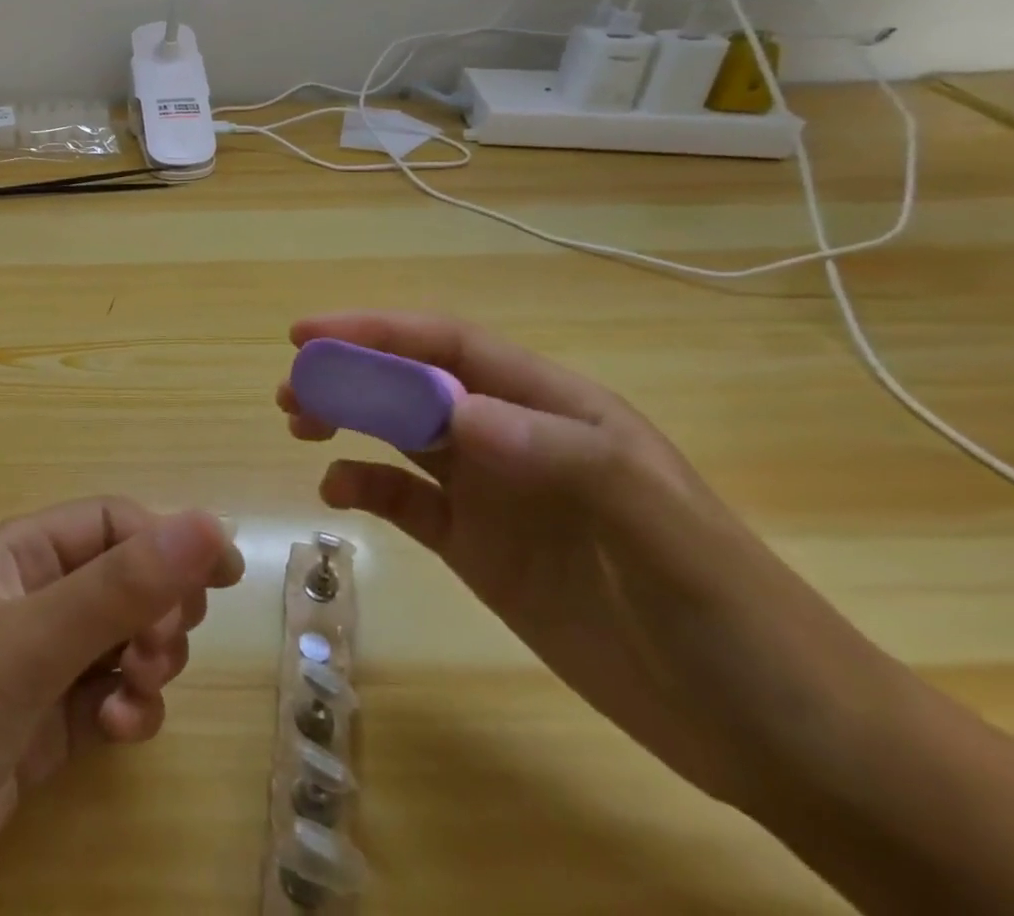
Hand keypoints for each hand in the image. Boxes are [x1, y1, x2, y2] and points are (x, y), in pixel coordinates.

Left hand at [0, 499, 241, 915]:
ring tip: (132, 702)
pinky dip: (124, 711)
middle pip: (122, 579)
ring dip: (143, 665)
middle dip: (155, 611)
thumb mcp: (29, 647)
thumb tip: (208, 522)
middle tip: (159, 653)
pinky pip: (104, 697)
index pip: (110, 522)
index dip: (165, 542)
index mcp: (14, 555)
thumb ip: (121, 587)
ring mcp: (29, 666)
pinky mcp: (35, 729)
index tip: (221, 581)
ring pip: (119, 641)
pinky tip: (118, 737)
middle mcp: (24, 599)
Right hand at [277, 311, 894, 809]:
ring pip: (400, 433)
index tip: (311, 336)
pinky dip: (364, 487)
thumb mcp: (663, 532)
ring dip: (347, 419)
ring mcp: (493, 493)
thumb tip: (453, 414)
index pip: (451, 347)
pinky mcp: (478, 546)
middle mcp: (514, 436)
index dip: (379, 331)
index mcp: (555, 408)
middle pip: (414, 383)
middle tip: (292, 387)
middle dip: (350, 374)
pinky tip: (336, 493)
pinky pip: (405, 501)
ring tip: (298, 422)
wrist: (778, 739)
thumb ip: (565, 459)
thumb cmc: (732, 617)